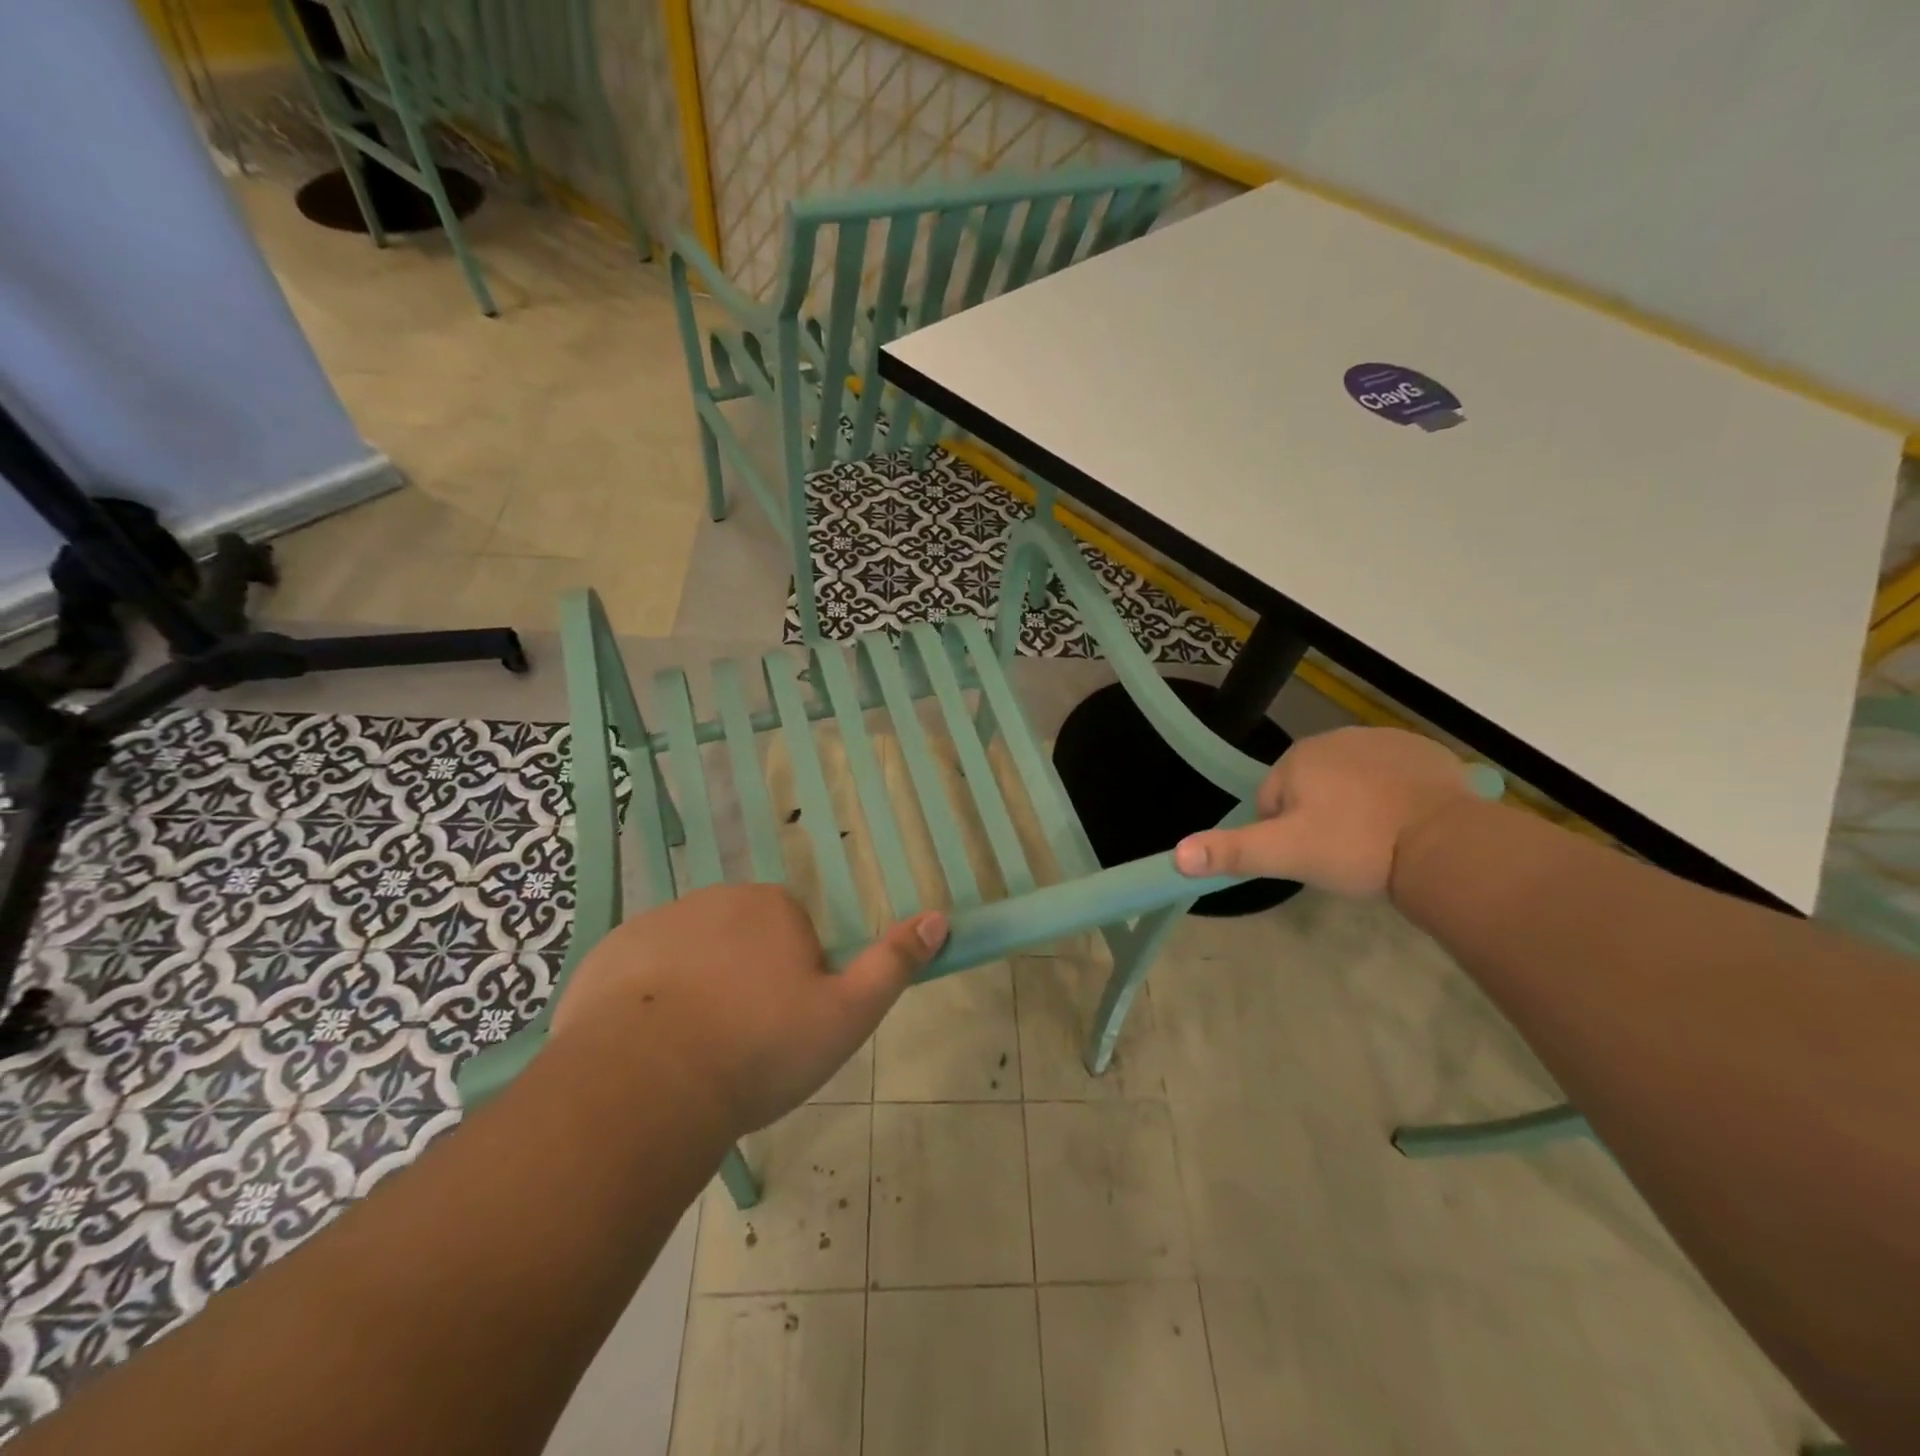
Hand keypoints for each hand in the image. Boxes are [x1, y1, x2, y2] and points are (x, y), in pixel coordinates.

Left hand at [550, 885, 947, 1136]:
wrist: (644, 1087)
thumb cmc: (758, 1048)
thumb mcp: (846, 1015)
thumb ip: (893, 964)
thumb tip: (939, 917)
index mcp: (772, 906)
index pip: (791, 933)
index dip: (791, 979)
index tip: (780, 1027)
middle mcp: (714, 899)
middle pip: (739, 938)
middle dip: (742, 978)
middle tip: (738, 1043)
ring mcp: (655, 924)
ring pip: (689, 955)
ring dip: (694, 989)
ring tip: (691, 1053)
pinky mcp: (607, 954)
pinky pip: (638, 973)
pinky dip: (645, 1000)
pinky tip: (646, 1048)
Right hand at [1174, 726, 1479, 896]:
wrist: (1447, 845)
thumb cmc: (1356, 847)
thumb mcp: (1286, 855)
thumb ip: (1230, 853)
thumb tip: (1176, 857)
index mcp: (1298, 757)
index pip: (1272, 799)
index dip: (1286, 833)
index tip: (1311, 857)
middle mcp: (1337, 737)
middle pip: (1312, 787)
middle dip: (1320, 817)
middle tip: (1343, 854)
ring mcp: (1385, 740)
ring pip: (1352, 781)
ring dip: (1356, 807)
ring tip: (1377, 843)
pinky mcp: (1426, 752)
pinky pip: (1393, 776)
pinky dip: (1393, 797)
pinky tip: (1407, 826)